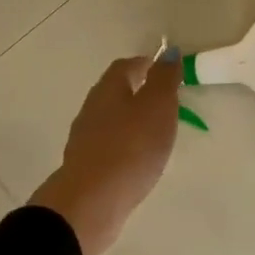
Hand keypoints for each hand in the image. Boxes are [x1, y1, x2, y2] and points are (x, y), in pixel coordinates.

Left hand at [29, 50, 181, 254]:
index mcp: (108, 88)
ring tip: (157, 133)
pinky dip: (126, 145)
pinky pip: (110, 146)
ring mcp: (85, 138)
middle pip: (116, 91)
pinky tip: (139, 159)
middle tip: (166, 103)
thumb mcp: (157, 106)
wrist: (91, 202)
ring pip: (112, 119)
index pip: (126, 65)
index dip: (147, 65)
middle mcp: (92, 107)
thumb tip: (169, 52)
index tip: (168, 73)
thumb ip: (164, 79)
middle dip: (140, 92)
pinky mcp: (87, 166)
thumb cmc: (130, 147)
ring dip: (132, 120)